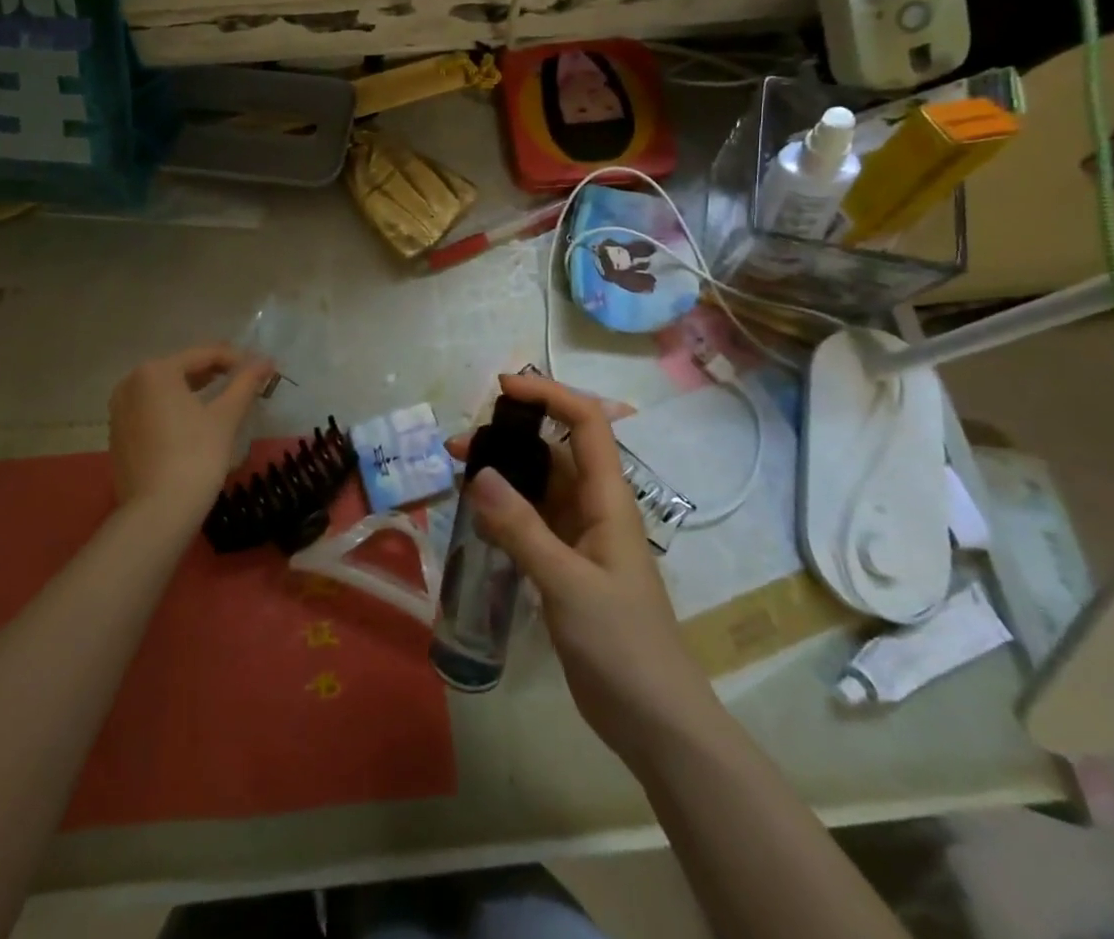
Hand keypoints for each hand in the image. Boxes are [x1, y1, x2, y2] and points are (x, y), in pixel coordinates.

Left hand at [107, 345, 274, 515]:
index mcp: (155, 371)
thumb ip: (245, 383)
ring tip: (224, 399)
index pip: (204, 354)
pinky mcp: (118, 435)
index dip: (237, 359)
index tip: (262, 369)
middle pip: (182, 369)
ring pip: (165, 390)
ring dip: (195, 391)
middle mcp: (131, 383)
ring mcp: (120, 410)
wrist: (157, 513)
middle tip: (245, 382)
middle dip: (215, 373)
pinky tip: (195, 423)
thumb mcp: (225, 416)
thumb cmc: (195, 456)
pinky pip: (152, 410)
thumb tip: (266, 361)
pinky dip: (175, 410)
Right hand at [460, 372, 712, 763]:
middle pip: (554, 451)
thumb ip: (522, 528)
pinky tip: (476, 519)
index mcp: (609, 499)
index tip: (502, 390)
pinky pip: (532, 522)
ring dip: (503, 475)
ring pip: (539, 487)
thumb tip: (479, 474)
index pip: (586, 423)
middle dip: (510, 437)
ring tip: (458, 477)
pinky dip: (504, 512)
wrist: (655, 723)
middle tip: (458, 446)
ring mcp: (581, 538)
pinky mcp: (567, 566)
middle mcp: (595, 508)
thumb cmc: (622, 645)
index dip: (549, 395)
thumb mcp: (568, 584)